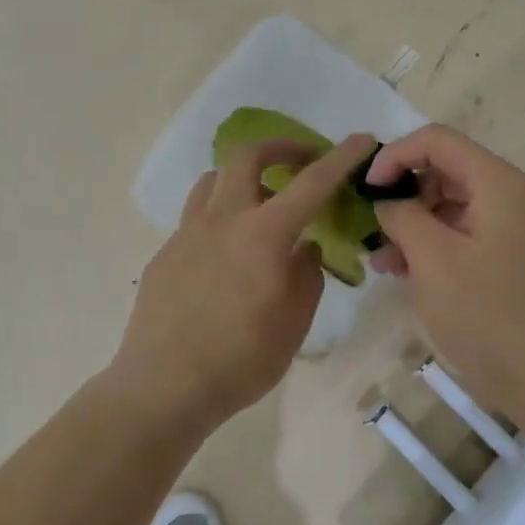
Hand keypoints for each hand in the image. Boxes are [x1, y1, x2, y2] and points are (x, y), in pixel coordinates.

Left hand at [112, 132, 377, 433]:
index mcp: (264, 233)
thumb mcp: (294, 323)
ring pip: (213, 179)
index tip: (360, 139)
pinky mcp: (166, 252)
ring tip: (258, 201)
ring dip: (241, 177)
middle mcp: (223, 219)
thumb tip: (305, 247)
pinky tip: (225, 253)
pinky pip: (195, 216)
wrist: (164, 385)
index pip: (311, 183)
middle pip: (247, 156)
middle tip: (300, 162)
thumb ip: (306, 275)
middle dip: (280, 148)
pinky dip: (218, 216)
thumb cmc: (240, 359)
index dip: (340, 157)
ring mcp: (187, 232)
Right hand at [368, 125, 524, 420]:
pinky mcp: (505, 259)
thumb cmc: (484, 311)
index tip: (366, 187)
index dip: (395, 155)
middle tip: (371, 223)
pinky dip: (428, 245)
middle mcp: (507, 196)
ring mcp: (509, 229)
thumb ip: (401, 214)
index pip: (436, 140)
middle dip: (401, 192)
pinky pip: (459, 234)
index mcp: (496, 183)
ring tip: (380, 256)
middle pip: (442, 170)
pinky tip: (400, 271)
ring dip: (410, 223)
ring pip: (447, 205)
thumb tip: (386, 201)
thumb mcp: (430, 257)